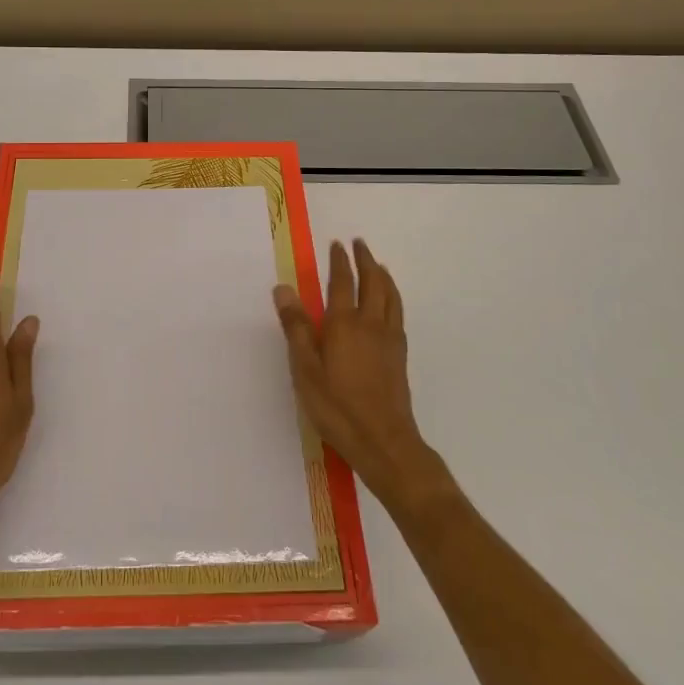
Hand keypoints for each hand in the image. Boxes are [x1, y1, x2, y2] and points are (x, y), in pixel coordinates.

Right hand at [274, 240, 444, 512]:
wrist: (383, 441)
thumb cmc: (336, 406)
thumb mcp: (305, 369)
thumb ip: (296, 327)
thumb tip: (283, 288)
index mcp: (344, 323)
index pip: (343, 282)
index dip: (340, 261)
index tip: (337, 244)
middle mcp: (370, 323)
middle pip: (373, 282)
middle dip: (366, 260)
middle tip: (360, 244)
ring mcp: (389, 339)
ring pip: (390, 296)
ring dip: (383, 275)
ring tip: (378, 265)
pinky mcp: (400, 355)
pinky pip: (398, 313)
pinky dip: (393, 297)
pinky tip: (389, 305)